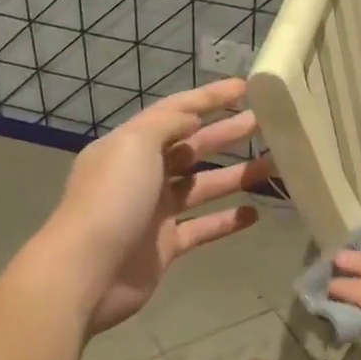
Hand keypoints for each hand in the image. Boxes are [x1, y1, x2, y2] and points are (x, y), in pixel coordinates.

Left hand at [31, 80, 271, 333]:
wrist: (86, 272)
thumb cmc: (112, 199)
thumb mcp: (135, 145)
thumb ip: (166, 124)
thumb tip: (192, 117)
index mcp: (130, 145)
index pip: (175, 112)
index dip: (210, 98)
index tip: (246, 87)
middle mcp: (142, 174)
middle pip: (192, 147)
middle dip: (227, 134)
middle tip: (267, 124)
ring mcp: (154, 212)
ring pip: (202, 187)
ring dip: (236, 176)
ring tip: (273, 165)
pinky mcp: (165, 246)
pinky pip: (202, 228)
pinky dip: (227, 221)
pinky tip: (255, 214)